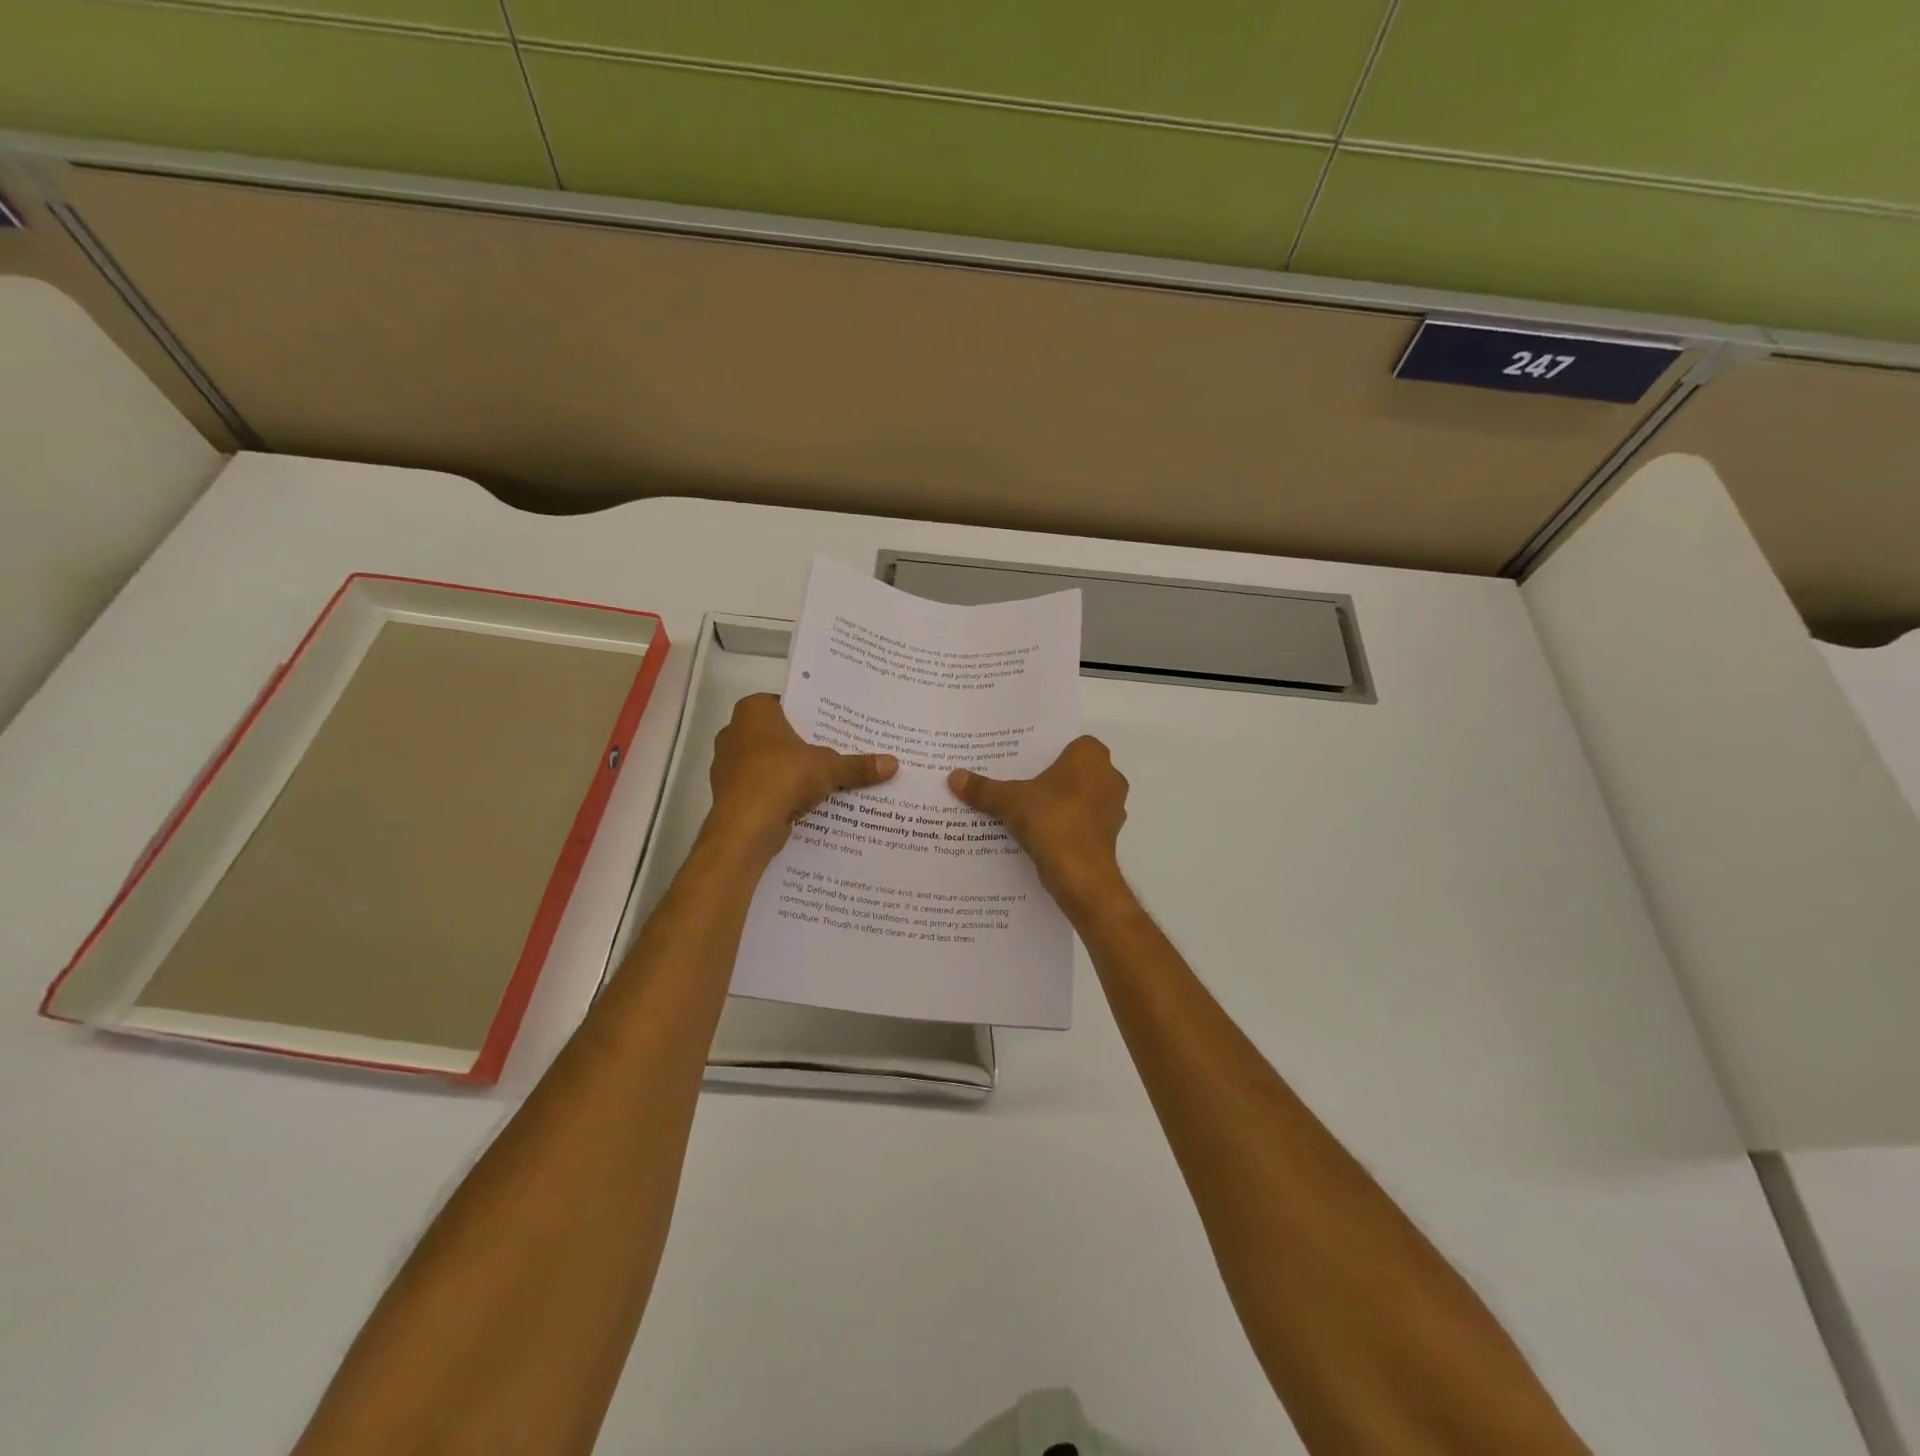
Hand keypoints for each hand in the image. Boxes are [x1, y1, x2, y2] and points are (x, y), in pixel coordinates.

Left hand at [706, 694, 896, 860]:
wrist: (743, 828)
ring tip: (826, 779)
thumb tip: (893, 764)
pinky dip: (781, 794)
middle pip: (778, 735)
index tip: (834, 725)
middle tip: (837, 751)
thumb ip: (858, 765)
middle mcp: (735, 732)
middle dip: (804, 745)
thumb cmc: (782, 777)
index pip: (787, 704)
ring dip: (792, 772)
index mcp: (753, 711)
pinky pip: (763, 788)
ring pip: (769, 763)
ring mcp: (728, 765)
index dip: (811, 714)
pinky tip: (805, 803)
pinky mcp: (730, 795)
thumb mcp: (829, 768)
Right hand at [949, 736, 1128, 912]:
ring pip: (1078, 798)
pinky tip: (1039, 834)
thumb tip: (953, 777)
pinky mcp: (1108, 835)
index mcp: (1091, 756)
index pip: (1067, 743)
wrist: (1081, 874)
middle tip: (1017, 783)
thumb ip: (984, 788)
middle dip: (1049, 778)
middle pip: (1072, 771)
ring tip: (1024, 810)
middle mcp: (1109, 776)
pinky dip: (1064, 826)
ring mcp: (1112, 807)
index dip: (1045, 752)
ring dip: (1058, 803)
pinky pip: (1081, 822)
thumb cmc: (1052, 820)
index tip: (1021, 761)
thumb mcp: (1010, 801)